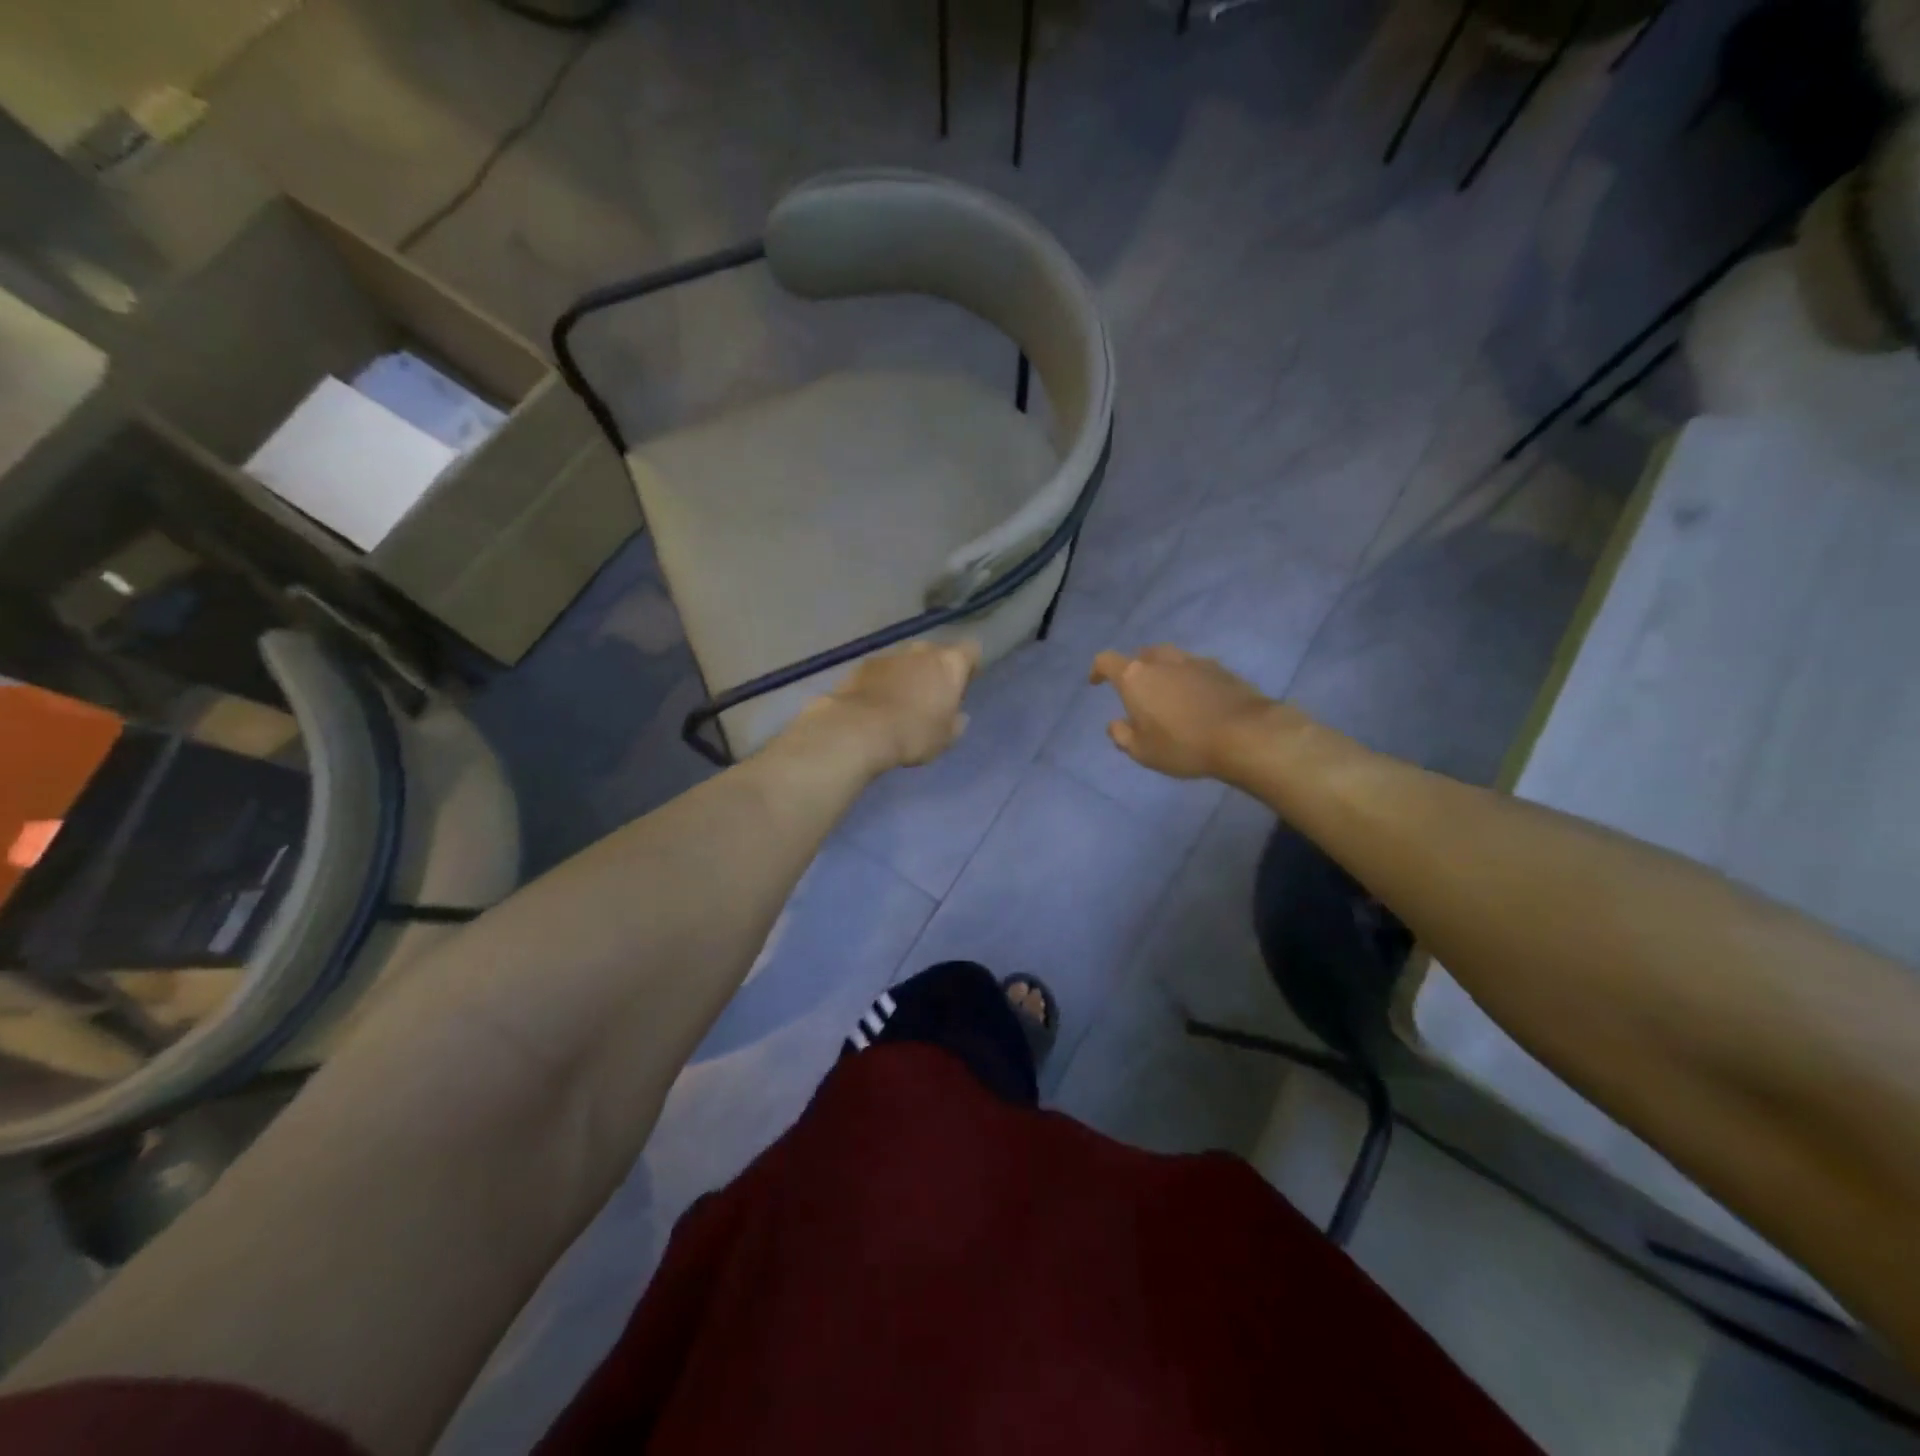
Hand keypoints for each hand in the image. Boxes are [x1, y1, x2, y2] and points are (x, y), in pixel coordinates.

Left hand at [801, 639, 980, 770]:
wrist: (859, 729)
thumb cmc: (913, 733)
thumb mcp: (945, 738)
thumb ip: (956, 723)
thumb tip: (958, 716)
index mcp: (949, 664)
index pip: (971, 651)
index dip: (969, 667)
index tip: (963, 686)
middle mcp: (921, 650)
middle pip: (937, 653)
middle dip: (936, 670)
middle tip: (933, 696)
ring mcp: (890, 654)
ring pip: (908, 660)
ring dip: (908, 674)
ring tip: (902, 701)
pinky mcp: (863, 665)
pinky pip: (882, 669)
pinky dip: (884, 681)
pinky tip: (878, 703)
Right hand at [1089, 645, 1275, 779]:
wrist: (1245, 735)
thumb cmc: (1183, 745)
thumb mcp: (1142, 751)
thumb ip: (1122, 735)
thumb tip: (1115, 723)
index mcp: (1135, 677)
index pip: (1106, 661)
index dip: (1098, 670)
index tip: (1096, 682)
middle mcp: (1162, 661)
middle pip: (1141, 656)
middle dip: (1134, 670)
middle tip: (1137, 692)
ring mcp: (1194, 661)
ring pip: (1170, 659)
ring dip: (1163, 672)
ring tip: (1167, 695)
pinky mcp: (1221, 669)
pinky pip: (1195, 669)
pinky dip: (1188, 679)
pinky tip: (1196, 700)